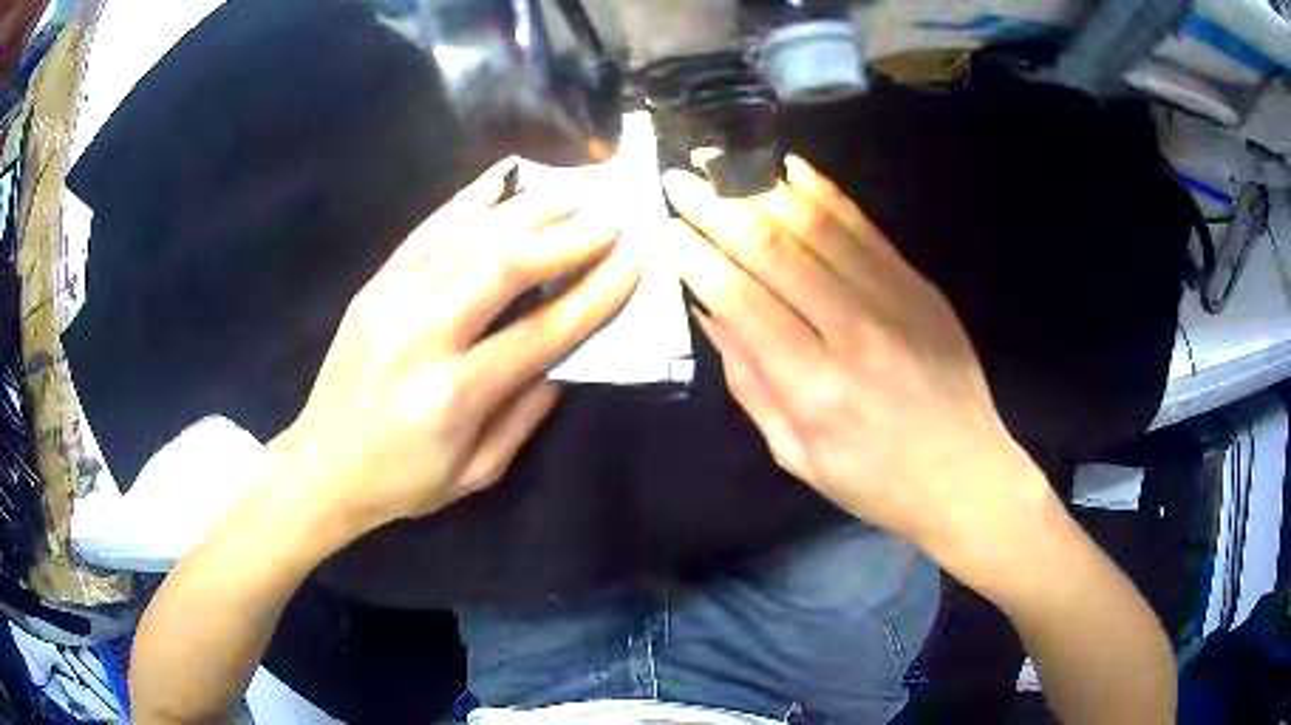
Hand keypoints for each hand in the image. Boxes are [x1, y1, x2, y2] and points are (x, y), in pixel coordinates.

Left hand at [272, 158, 638, 533]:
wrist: (322, 467)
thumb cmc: (404, 482)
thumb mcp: (477, 473)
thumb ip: (526, 414)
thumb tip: (565, 358)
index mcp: (454, 395)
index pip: (541, 331)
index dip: (594, 295)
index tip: (632, 263)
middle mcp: (423, 337)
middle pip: (503, 266)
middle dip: (567, 234)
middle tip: (611, 214)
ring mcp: (391, 303)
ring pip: (467, 238)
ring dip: (527, 209)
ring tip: (572, 192)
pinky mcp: (372, 288)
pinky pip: (424, 233)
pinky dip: (465, 201)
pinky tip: (501, 179)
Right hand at [662, 156, 1051, 556]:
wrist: (964, 475)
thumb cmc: (873, 481)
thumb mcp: (796, 454)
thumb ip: (749, 382)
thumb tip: (710, 310)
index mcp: (814, 389)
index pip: (742, 300)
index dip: (698, 257)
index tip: (667, 227)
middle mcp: (853, 333)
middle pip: (773, 251)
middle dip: (717, 208)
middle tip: (681, 179)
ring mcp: (894, 301)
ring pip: (817, 227)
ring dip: (762, 191)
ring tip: (724, 167)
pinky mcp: (920, 286)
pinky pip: (865, 227)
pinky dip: (825, 193)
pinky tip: (791, 168)